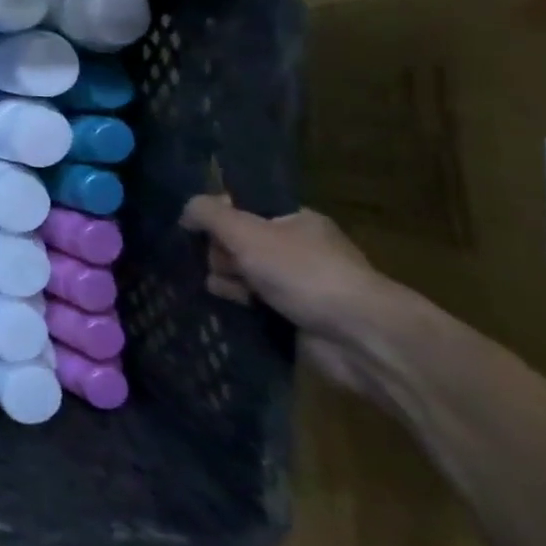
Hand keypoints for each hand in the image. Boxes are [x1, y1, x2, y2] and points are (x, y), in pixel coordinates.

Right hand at [181, 196, 395, 396]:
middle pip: (236, 242)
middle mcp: (297, 248)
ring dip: (228, 281)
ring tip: (236, 293)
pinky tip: (238, 306)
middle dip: (222, 254)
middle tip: (229, 266)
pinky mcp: (294, 315)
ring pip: (240, 273)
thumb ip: (208, 213)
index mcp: (295, 220)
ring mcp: (297, 284)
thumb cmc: (303, 272)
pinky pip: (252, 302)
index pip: (242, 209)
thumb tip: (185, 211)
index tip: (203, 230)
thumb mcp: (246, 231)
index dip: (219, 218)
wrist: (360, 336)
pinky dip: (241, 303)